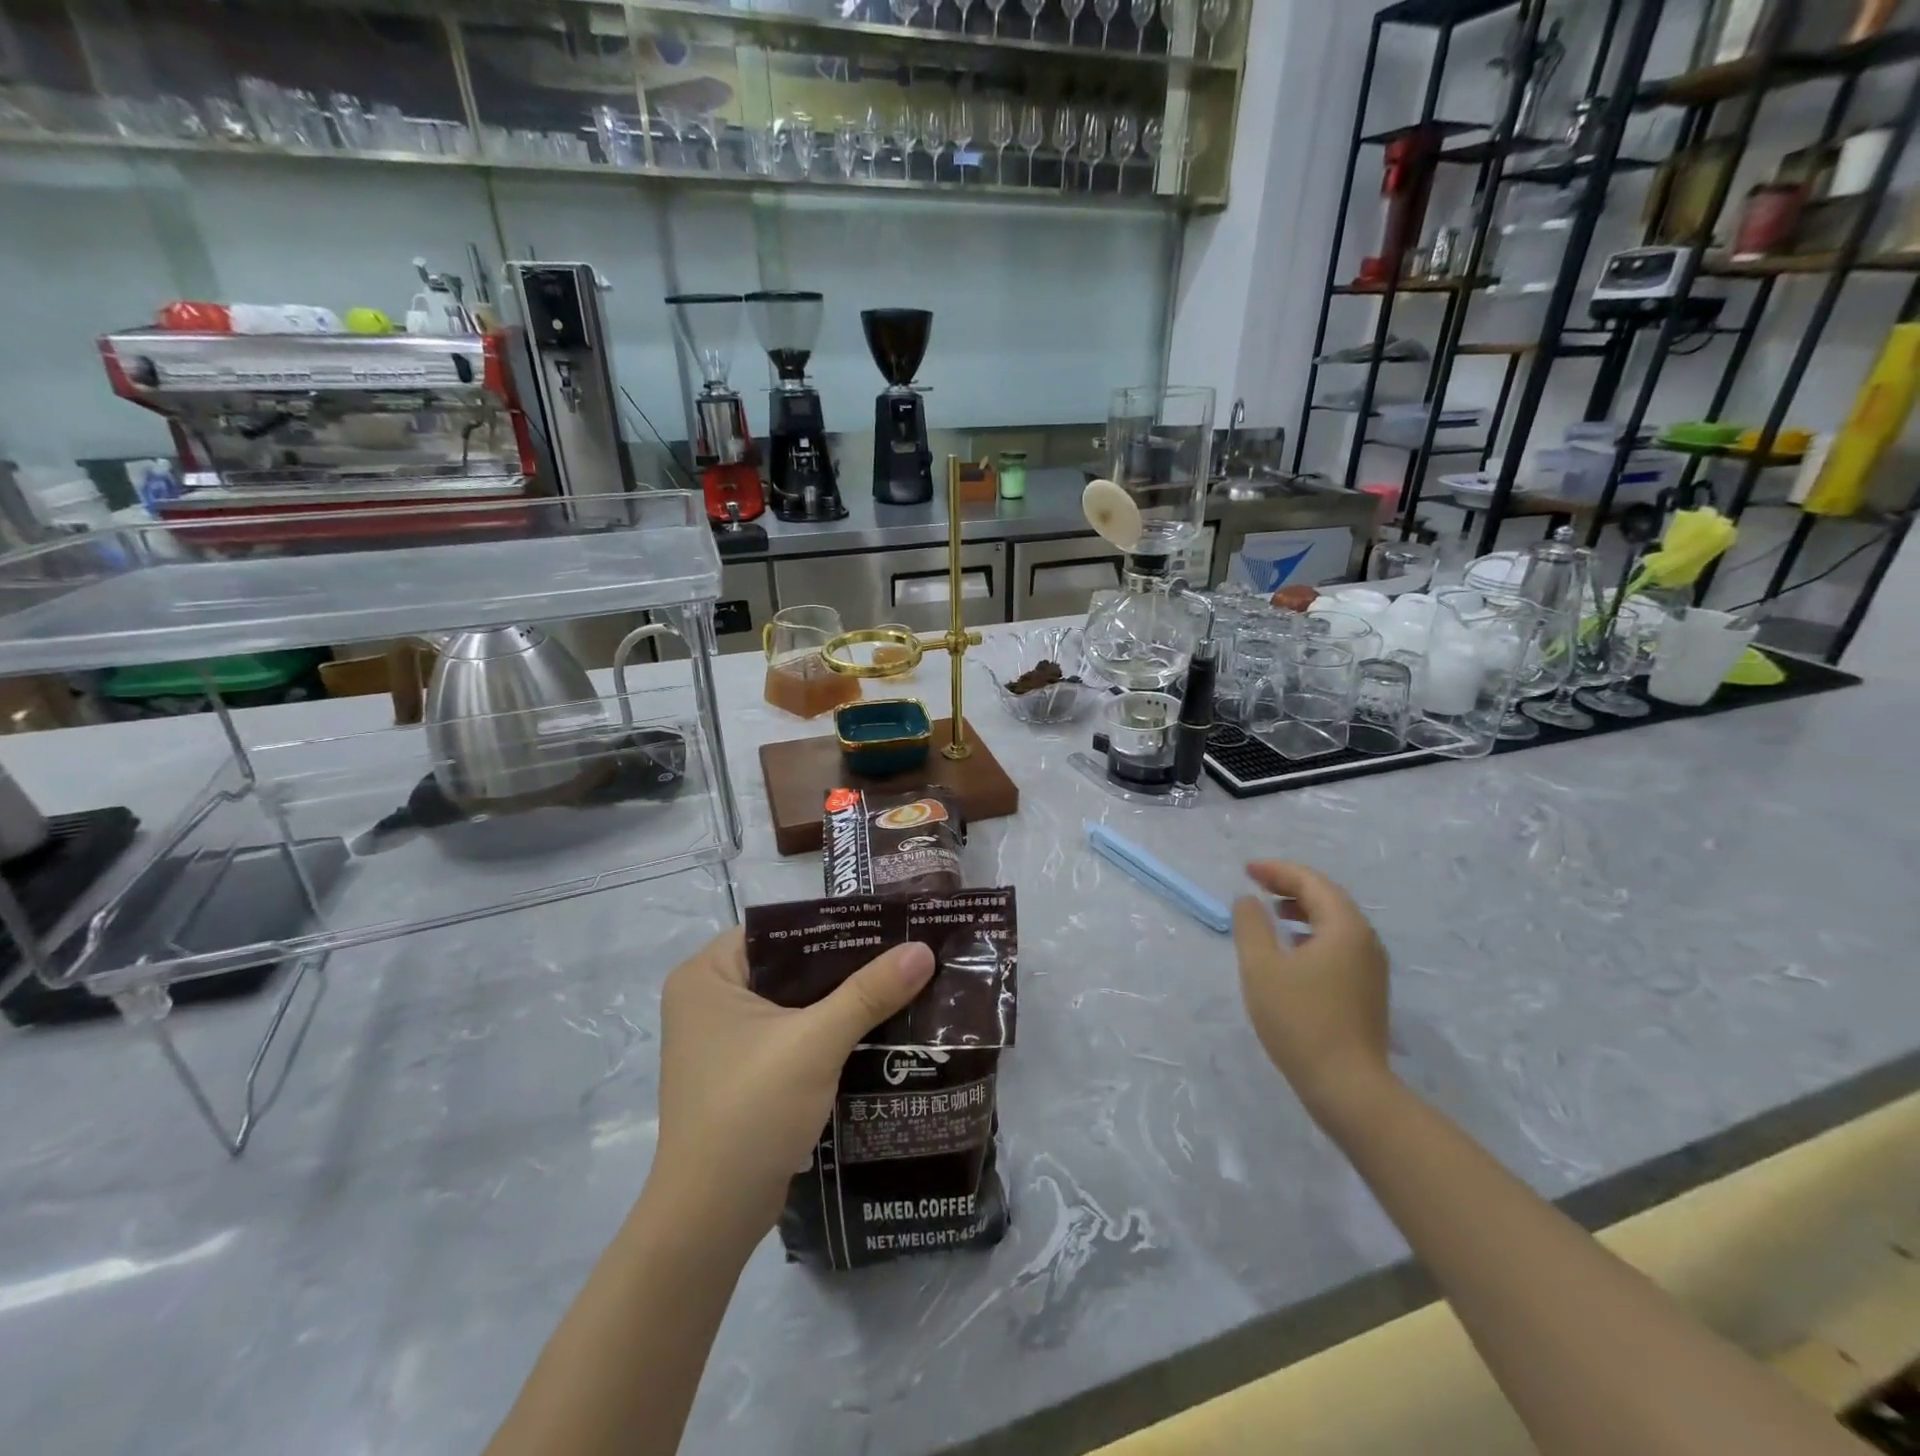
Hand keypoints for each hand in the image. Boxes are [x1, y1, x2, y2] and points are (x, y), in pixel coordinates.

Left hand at [649, 928, 934, 1246]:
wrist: (710, 1221)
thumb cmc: (750, 1111)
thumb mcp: (815, 1043)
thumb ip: (870, 992)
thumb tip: (923, 948)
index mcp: (708, 973)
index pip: (781, 928)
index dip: (836, 923)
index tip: (890, 921)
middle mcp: (708, 996)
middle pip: (791, 963)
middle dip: (847, 963)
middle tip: (904, 951)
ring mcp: (722, 1036)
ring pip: (795, 999)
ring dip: (842, 997)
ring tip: (901, 982)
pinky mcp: (740, 1069)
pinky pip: (792, 1030)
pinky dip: (827, 1028)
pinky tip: (876, 1025)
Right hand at [1231, 861, 1391, 1118]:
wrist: (1348, 1087)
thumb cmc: (1300, 1020)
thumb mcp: (1261, 967)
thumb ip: (1251, 925)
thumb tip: (1248, 900)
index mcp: (1345, 927)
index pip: (1311, 882)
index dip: (1277, 871)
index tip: (1246, 870)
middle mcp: (1365, 940)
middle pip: (1327, 898)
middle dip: (1290, 886)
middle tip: (1256, 884)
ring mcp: (1371, 967)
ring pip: (1335, 922)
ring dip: (1301, 910)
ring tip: (1270, 912)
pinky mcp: (1367, 990)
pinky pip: (1338, 944)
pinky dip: (1312, 933)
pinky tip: (1291, 949)